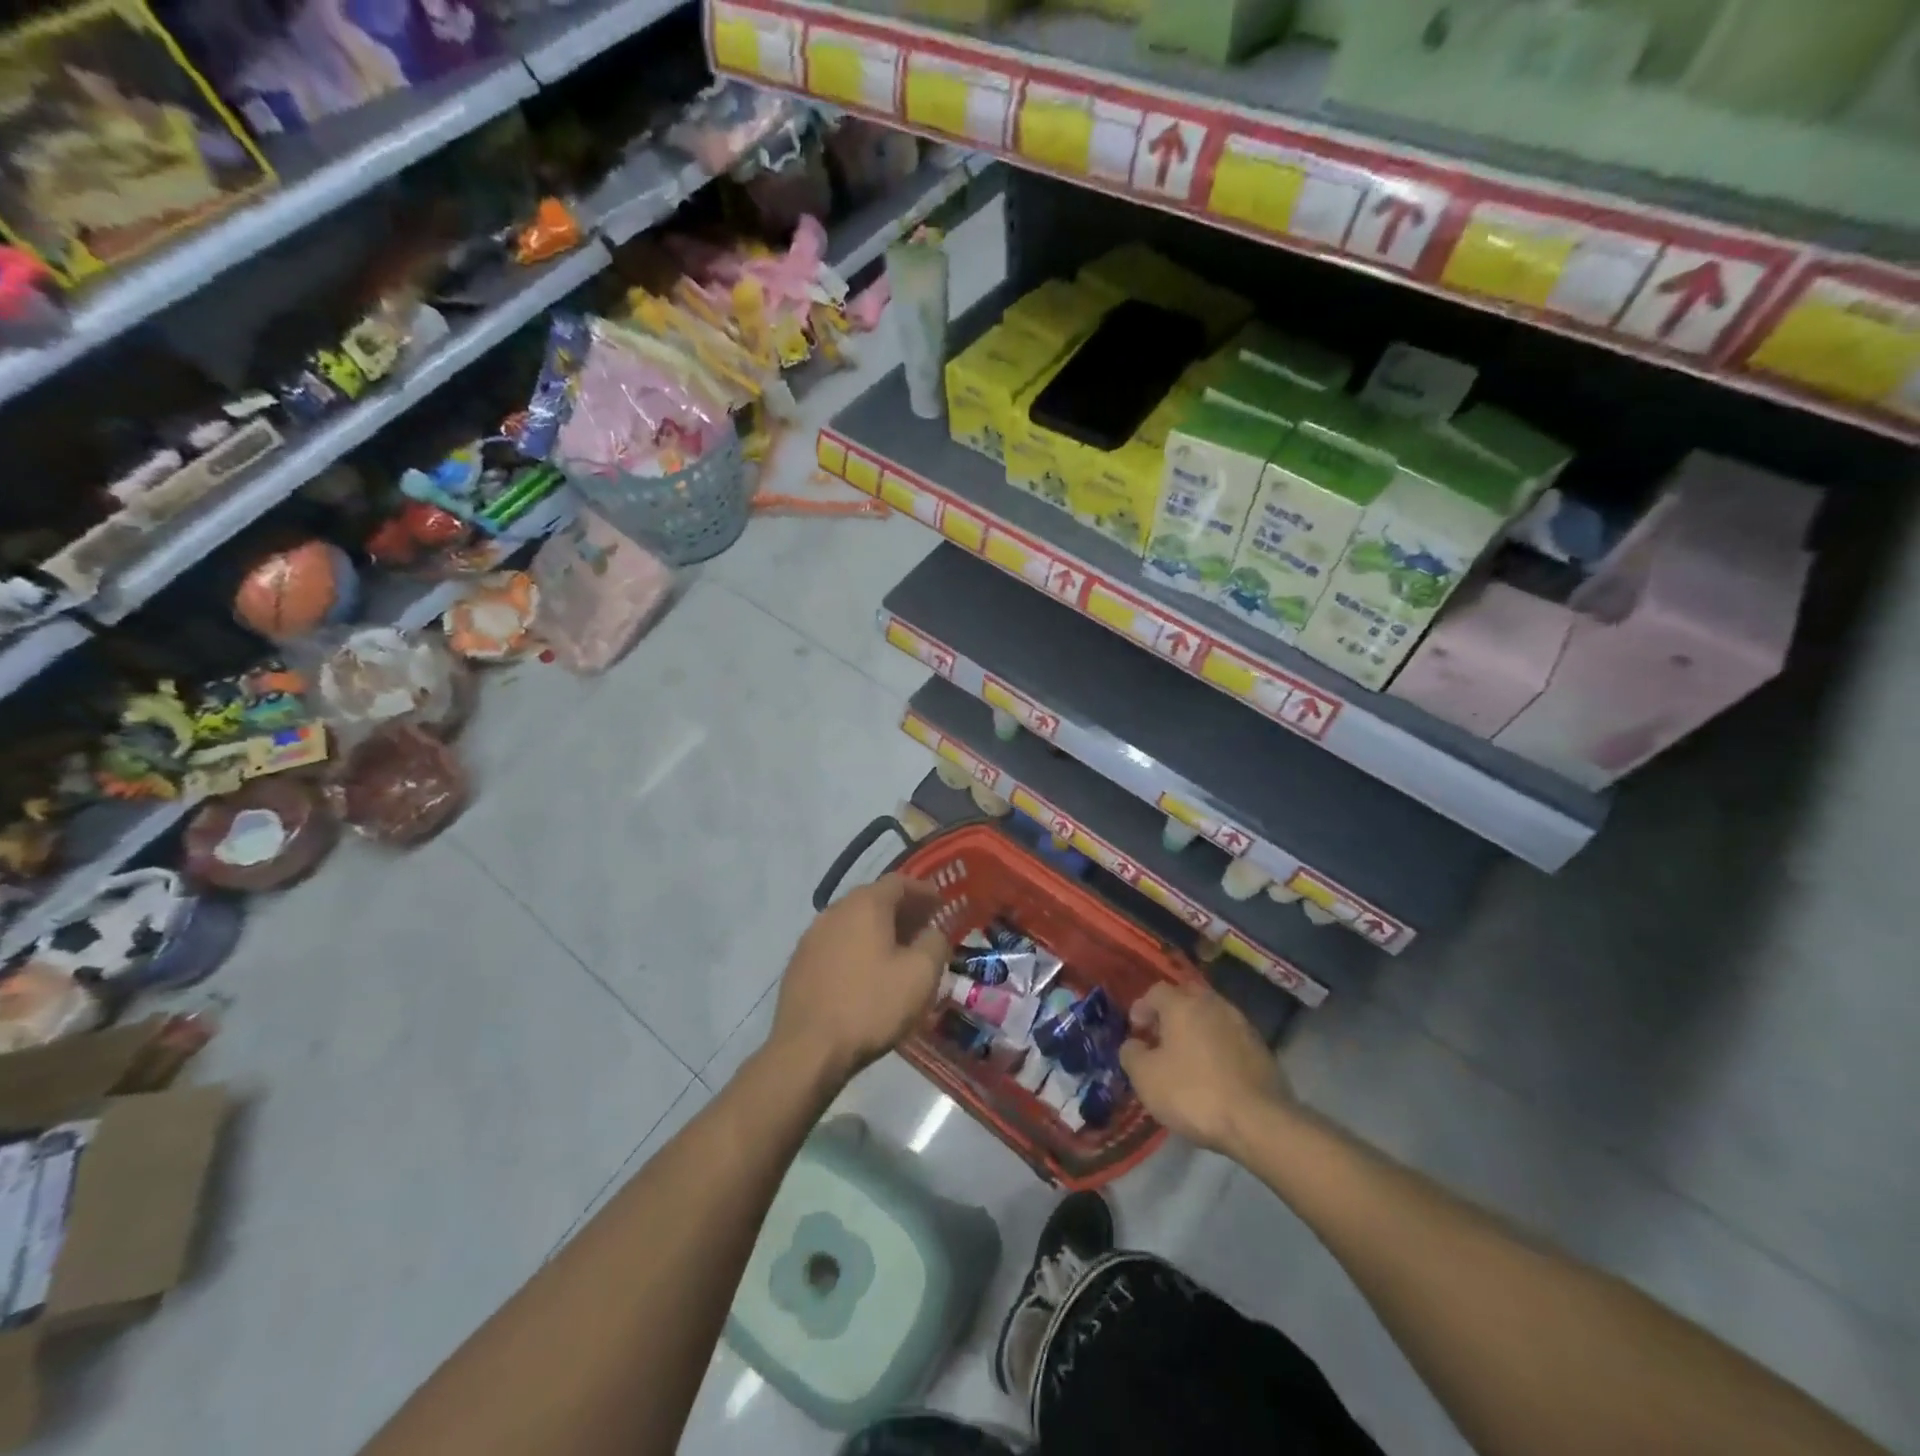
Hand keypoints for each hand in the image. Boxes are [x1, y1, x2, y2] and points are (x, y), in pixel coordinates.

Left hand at [769, 875, 949, 1086]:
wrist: (808, 1050)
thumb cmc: (871, 1006)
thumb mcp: (921, 975)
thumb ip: (935, 943)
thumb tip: (932, 933)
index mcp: (865, 904)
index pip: (899, 882)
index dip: (923, 891)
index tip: (941, 905)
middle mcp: (835, 910)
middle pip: (874, 899)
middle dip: (902, 910)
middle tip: (923, 928)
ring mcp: (812, 936)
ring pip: (853, 922)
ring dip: (878, 930)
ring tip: (898, 952)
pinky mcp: (799, 963)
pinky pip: (836, 943)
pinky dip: (857, 947)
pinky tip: (866, 972)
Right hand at [1119, 983, 1290, 1155]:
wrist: (1259, 1122)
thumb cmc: (1194, 1093)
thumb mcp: (1146, 1078)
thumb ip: (1131, 1054)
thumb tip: (1134, 1045)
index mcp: (1183, 1004)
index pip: (1156, 991)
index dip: (1141, 1008)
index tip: (1136, 1031)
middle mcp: (1214, 1004)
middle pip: (1187, 998)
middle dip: (1171, 1014)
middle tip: (1161, 1038)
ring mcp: (1242, 1024)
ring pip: (1211, 1016)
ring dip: (1196, 1029)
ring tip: (1187, 1057)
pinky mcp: (1262, 1048)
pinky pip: (1230, 1037)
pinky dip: (1217, 1046)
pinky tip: (1213, 1072)